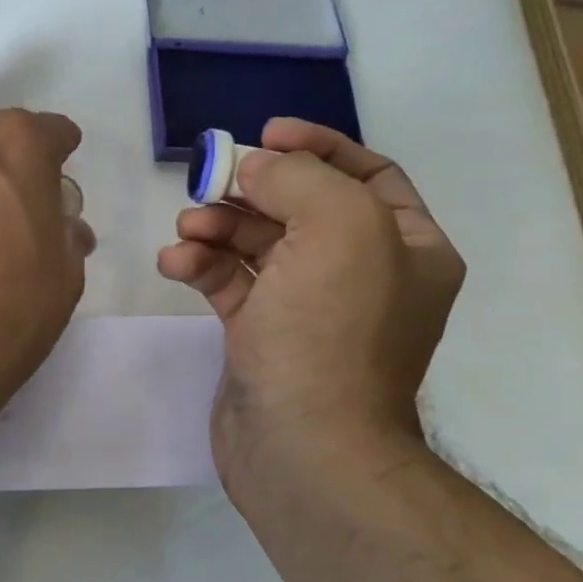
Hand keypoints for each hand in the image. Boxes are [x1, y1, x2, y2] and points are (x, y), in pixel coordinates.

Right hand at [157, 117, 464, 490]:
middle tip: (208, 183)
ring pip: (258, 243)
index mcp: (406, 246)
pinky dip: (202, 266)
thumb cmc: (332, 332)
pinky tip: (176, 264)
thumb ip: (297, 176)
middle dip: (252, 190)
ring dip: (217, 226)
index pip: (367, 173)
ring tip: (186, 230)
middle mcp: (364, 273)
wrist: (303, 447)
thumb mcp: (337, 228)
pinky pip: (231, 283)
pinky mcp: (262, 334)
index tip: (265, 134)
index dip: (317, 146)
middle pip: (301, 206)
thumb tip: (255, 168)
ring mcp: (310, 306)